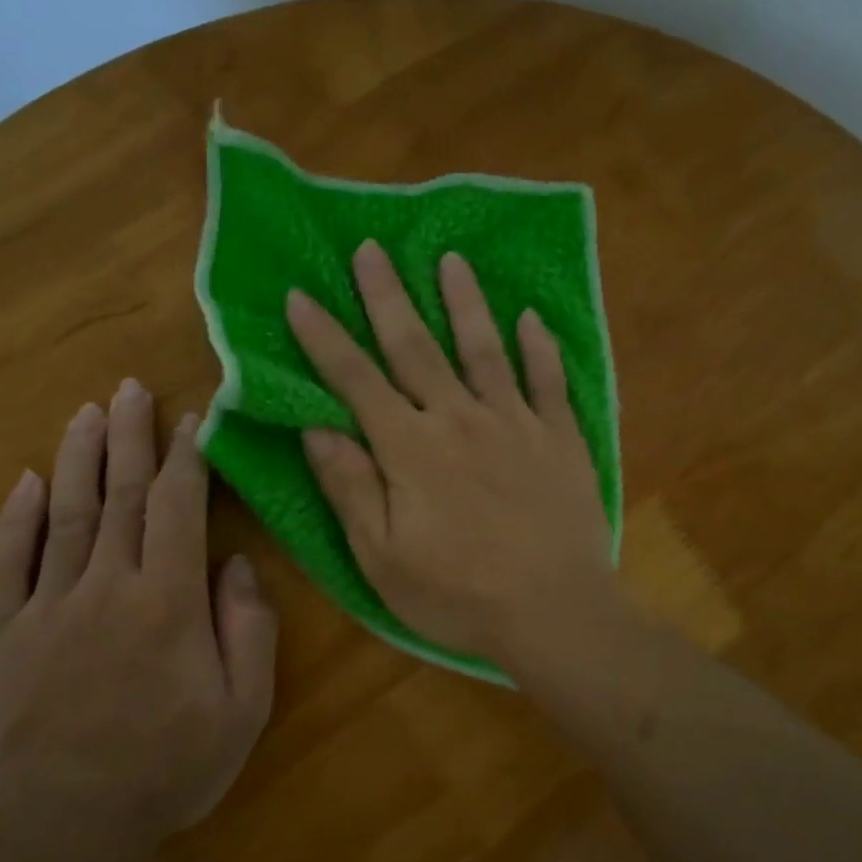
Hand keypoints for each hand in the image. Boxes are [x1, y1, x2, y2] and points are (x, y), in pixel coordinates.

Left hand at [0, 380, 277, 855]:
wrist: (64, 830)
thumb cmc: (168, 769)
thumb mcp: (243, 708)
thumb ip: (249, 627)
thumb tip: (237, 562)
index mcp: (169, 599)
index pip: (178, 507)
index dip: (185, 457)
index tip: (189, 419)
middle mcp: (108, 584)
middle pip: (120, 494)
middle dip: (129, 436)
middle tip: (129, 388)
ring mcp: (47, 606)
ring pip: (65, 514)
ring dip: (77, 458)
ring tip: (86, 413)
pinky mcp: (0, 634)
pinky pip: (7, 563)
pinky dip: (16, 519)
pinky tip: (24, 481)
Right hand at [286, 241, 618, 675]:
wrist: (557, 613)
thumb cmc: (459, 595)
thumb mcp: (382, 558)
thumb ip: (350, 488)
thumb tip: (316, 429)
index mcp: (411, 449)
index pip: (357, 381)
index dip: (325, 338)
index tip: (300, 296)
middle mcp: (460, 419)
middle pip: (417, 347)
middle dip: (388, 296)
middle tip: (372, 248)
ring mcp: (516, 423)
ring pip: (485, 349)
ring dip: (465, 302)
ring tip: (451, 259)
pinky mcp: (560, 439)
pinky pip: (549, 382)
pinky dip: (540, 348)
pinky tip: (533, 318)